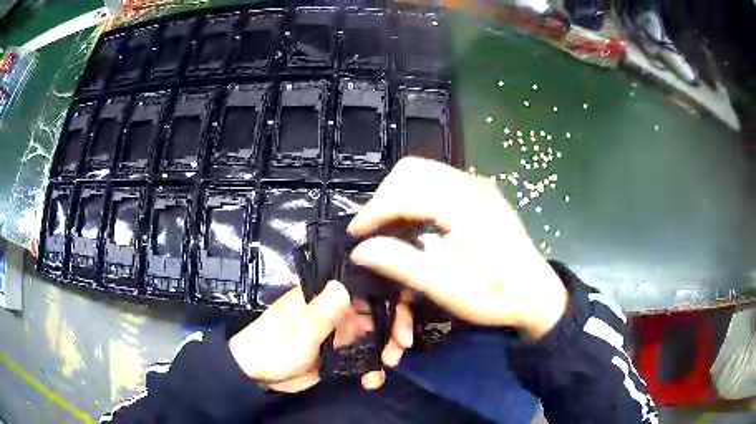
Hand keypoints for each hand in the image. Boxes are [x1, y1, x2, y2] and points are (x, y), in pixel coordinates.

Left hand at [228, 281, 413, 392]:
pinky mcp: (340, 353)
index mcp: (326, 295)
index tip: (404, 320)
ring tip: (388, 366)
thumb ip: (320, 313)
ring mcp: (341, 332)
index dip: (391, 299)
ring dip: (387, 350)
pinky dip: (372, 368)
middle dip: (394, 329)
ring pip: (376, 335)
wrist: (257, 374)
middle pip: (378, 312)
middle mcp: (338, 310)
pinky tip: (372, 381)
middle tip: (400, 350)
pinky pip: (364, 357)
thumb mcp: (297, 332)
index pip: (367, 287)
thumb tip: (343, 285)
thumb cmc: (272, 346)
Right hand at [349, 157, 567, 339]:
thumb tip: (360, 250)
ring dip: (400, 194)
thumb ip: (400, 264)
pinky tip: (416, 222)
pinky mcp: (482, 194)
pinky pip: (438, 181)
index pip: (405, 195)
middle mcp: (471, 186)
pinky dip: (418, 195)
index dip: (373, 212)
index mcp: (464, 206)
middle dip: (385, 195)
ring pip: (425, 172)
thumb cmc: (495, 294)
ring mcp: (479, 186)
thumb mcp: (446, 287)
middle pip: (412, 170)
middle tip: (373, 227)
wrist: (536, 295)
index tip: (355, 233)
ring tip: (390, 225)